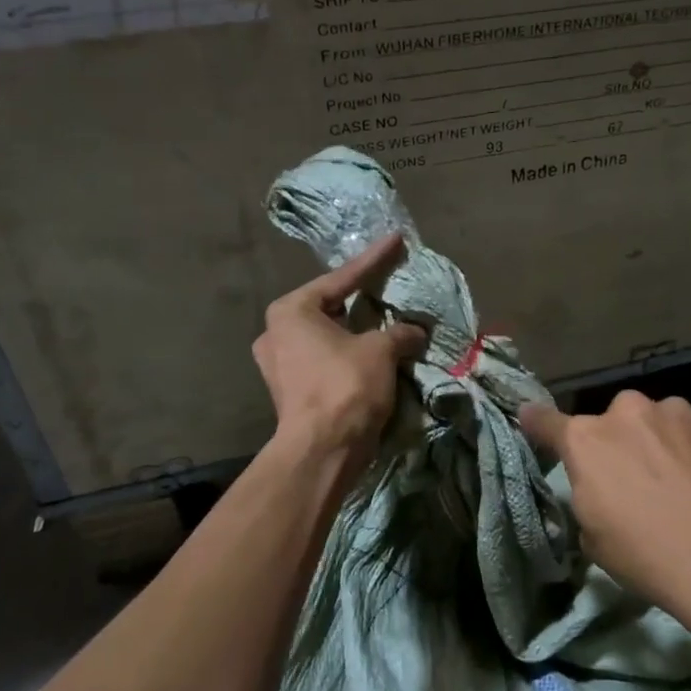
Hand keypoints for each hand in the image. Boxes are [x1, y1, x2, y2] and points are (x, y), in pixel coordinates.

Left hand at [254, 234, 427, 477]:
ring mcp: (279, 365)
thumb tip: (415, 332)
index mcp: (291, 311)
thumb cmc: (346, 387)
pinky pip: (325, 361)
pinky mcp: (290, 391)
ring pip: (327, 337)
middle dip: (361, 299)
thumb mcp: (380, 351)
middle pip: (330, 307)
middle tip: (387, 284)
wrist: (322, 450)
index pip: (342, 278)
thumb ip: (400, 333)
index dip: (375, 260)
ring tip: (383, 322)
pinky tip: (371, 355)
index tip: (396, 240)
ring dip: (356, 332)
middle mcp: (276, 332)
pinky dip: (348, 356)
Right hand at [520, 391, 690, 644]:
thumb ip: (585, 493)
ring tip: (677, 482)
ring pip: (656, 422)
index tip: (531, 421)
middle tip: (632, 478)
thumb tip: (597, 484)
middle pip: (611, 421)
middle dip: (617, 442)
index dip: (536, 423)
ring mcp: (676, 413)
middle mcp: (626, 412)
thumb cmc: (645, 555)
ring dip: (658, 442)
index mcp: (586, 439)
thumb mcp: (592, 536)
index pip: (545, 420)